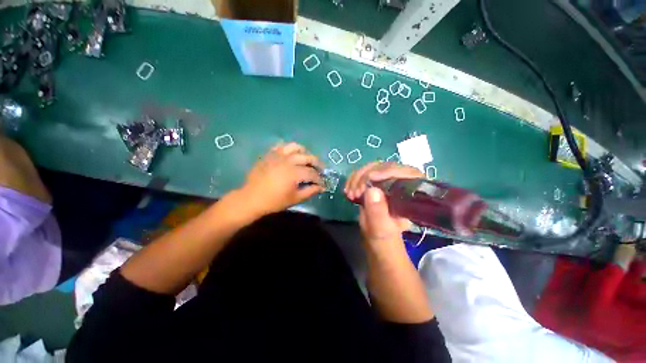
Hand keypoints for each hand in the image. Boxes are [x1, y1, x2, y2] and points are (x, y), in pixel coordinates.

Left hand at [240, 143, 324, 215]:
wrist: (251, 198)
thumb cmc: (274, 201)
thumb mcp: (295, 199)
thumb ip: (310, 191)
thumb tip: (321, 187)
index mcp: (294, 173)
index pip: (312, 173)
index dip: (319, 178)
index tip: (323, 183)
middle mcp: (288, 161)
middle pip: (308, 157)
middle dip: (317, 163)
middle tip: (321, 170)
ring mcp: (278, 155)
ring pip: (296, 147)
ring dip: (305, 152)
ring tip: (307, 159)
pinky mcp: (270, 154)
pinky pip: (282, 146)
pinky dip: (290, 149)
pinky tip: (292, 155)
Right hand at [344, 162, 423, 246]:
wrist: (375, 234)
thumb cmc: (382, 234)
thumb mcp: (380, 228)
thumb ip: (377, 212)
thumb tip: (371, 190)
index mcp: (410, 195)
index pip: (408, 173)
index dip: (390, 171)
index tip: (371, 177)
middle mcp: (400, 184)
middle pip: (387, 167)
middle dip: (367, 175)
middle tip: (355, 191)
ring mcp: (386, 181)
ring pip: (373, 167)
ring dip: (357, 177)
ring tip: (350, 193)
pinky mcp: (374, 181)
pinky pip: (363, 172)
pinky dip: (353, 179)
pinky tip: (347, 189)